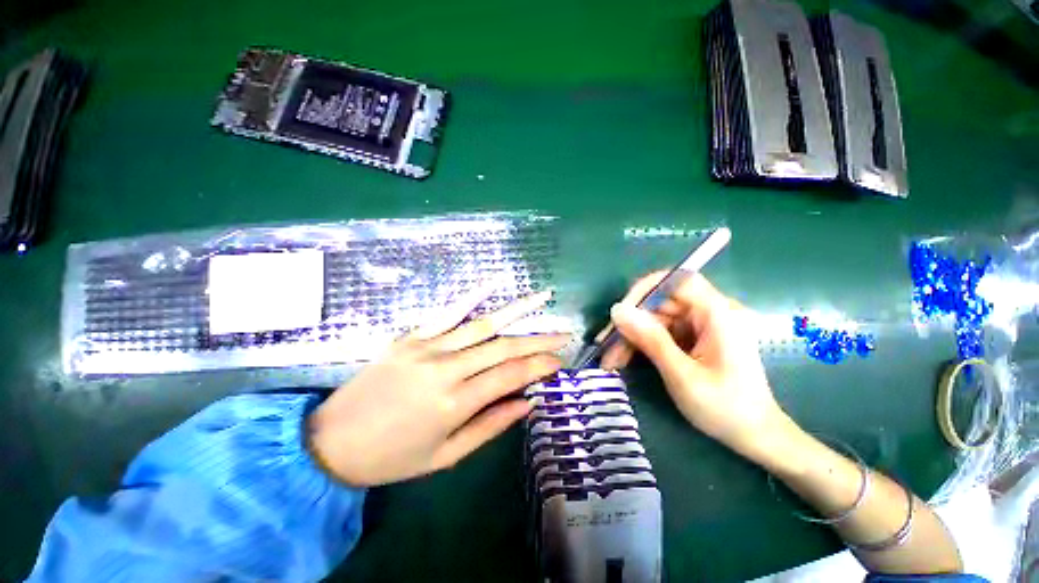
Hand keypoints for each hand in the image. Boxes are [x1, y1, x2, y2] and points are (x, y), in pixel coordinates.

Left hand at [310, 288, 569, 486]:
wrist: (331, 441)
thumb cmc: (392, 457)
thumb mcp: (446, 455)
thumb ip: (490, 425)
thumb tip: (526, 403)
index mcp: (455, 402)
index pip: (511, 374)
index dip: (540, 366)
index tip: (560, 362)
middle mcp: (446, 367)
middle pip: (504, 346)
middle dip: (539, 339)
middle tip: (564, 334)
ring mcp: (428, 346)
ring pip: (483, 323)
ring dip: (517, 310)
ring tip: (543, 297)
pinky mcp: (412, 336)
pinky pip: (447, 312)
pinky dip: (473, 296)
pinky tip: (494, 283)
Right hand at [600, 272, 793, 464]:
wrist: (754, 436)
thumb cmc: (724, 408)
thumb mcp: (682, 375)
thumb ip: (650, 339)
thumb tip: (617, 310)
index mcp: (718, 314)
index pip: (678, 281)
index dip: (646, 290)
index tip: (621, 312)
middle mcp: (710, 313)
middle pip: (661, 303)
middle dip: (631, 323)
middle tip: (605, 345)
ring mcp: (701, 326)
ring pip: (656, 319)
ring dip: (631, 337)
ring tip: (610, 360)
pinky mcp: (694, 338)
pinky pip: (661, 333)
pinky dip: (642, 345)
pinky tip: (623, 360)